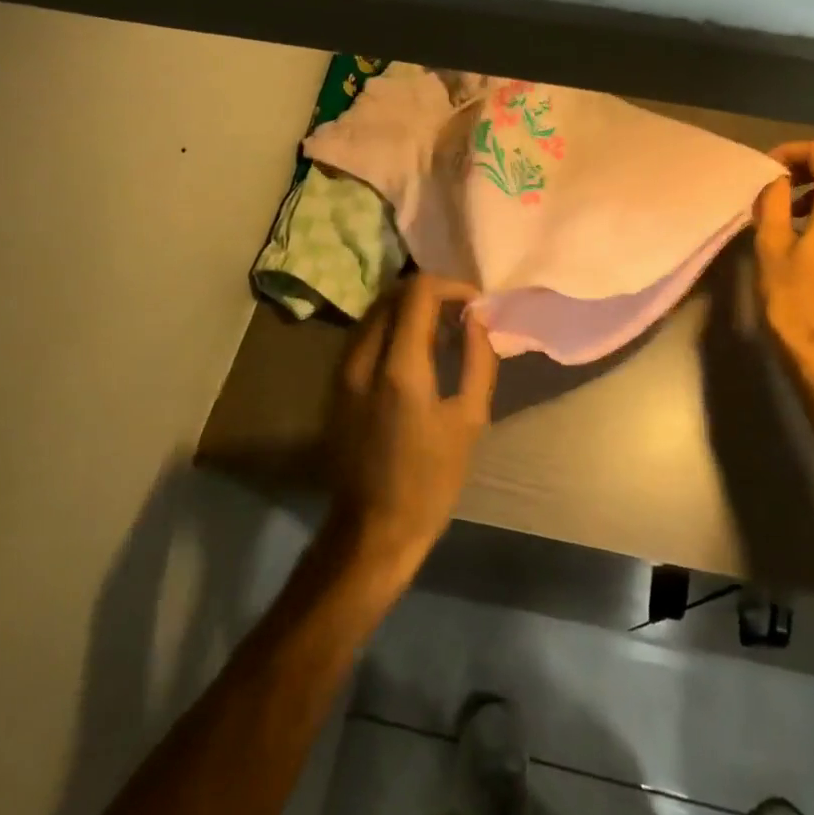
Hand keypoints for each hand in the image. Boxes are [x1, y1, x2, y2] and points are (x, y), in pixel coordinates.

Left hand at [327, 274, 498, 572]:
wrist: (372, 528)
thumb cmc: (430, 480)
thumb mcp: (469, 420)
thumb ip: (477, 359)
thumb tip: (478, 318)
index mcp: (399, 368)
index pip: (418, 292)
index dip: (451, 286)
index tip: (474, 305)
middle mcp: (362, 358)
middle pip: (394, 293)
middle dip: (432, 294)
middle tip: (462, 317)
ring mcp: (342, 370)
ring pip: (376, 311)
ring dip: (411, 309)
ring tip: (443, 333)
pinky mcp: (335, 383)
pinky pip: (365, 334)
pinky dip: (393, 327)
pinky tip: (416, 353)